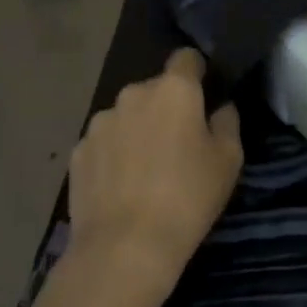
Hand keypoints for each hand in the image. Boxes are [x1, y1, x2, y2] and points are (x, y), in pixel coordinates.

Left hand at [67, 49, 241, 292]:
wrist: (124, 249)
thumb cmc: (187, 198)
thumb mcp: (228, 161)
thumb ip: (227, 123)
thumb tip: (220, 108)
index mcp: (174, 90)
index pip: (186, 58)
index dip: (197, 73)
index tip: (203, 97)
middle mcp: (133, 94)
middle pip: (155, 90)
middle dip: (166, 108)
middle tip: (177, 145)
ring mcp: (99, 123)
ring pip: (126, 116)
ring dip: (136, 130)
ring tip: (144, 171)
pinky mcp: (78, 152)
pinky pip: (103, 144)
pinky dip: (112, 156)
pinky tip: (120, 188)